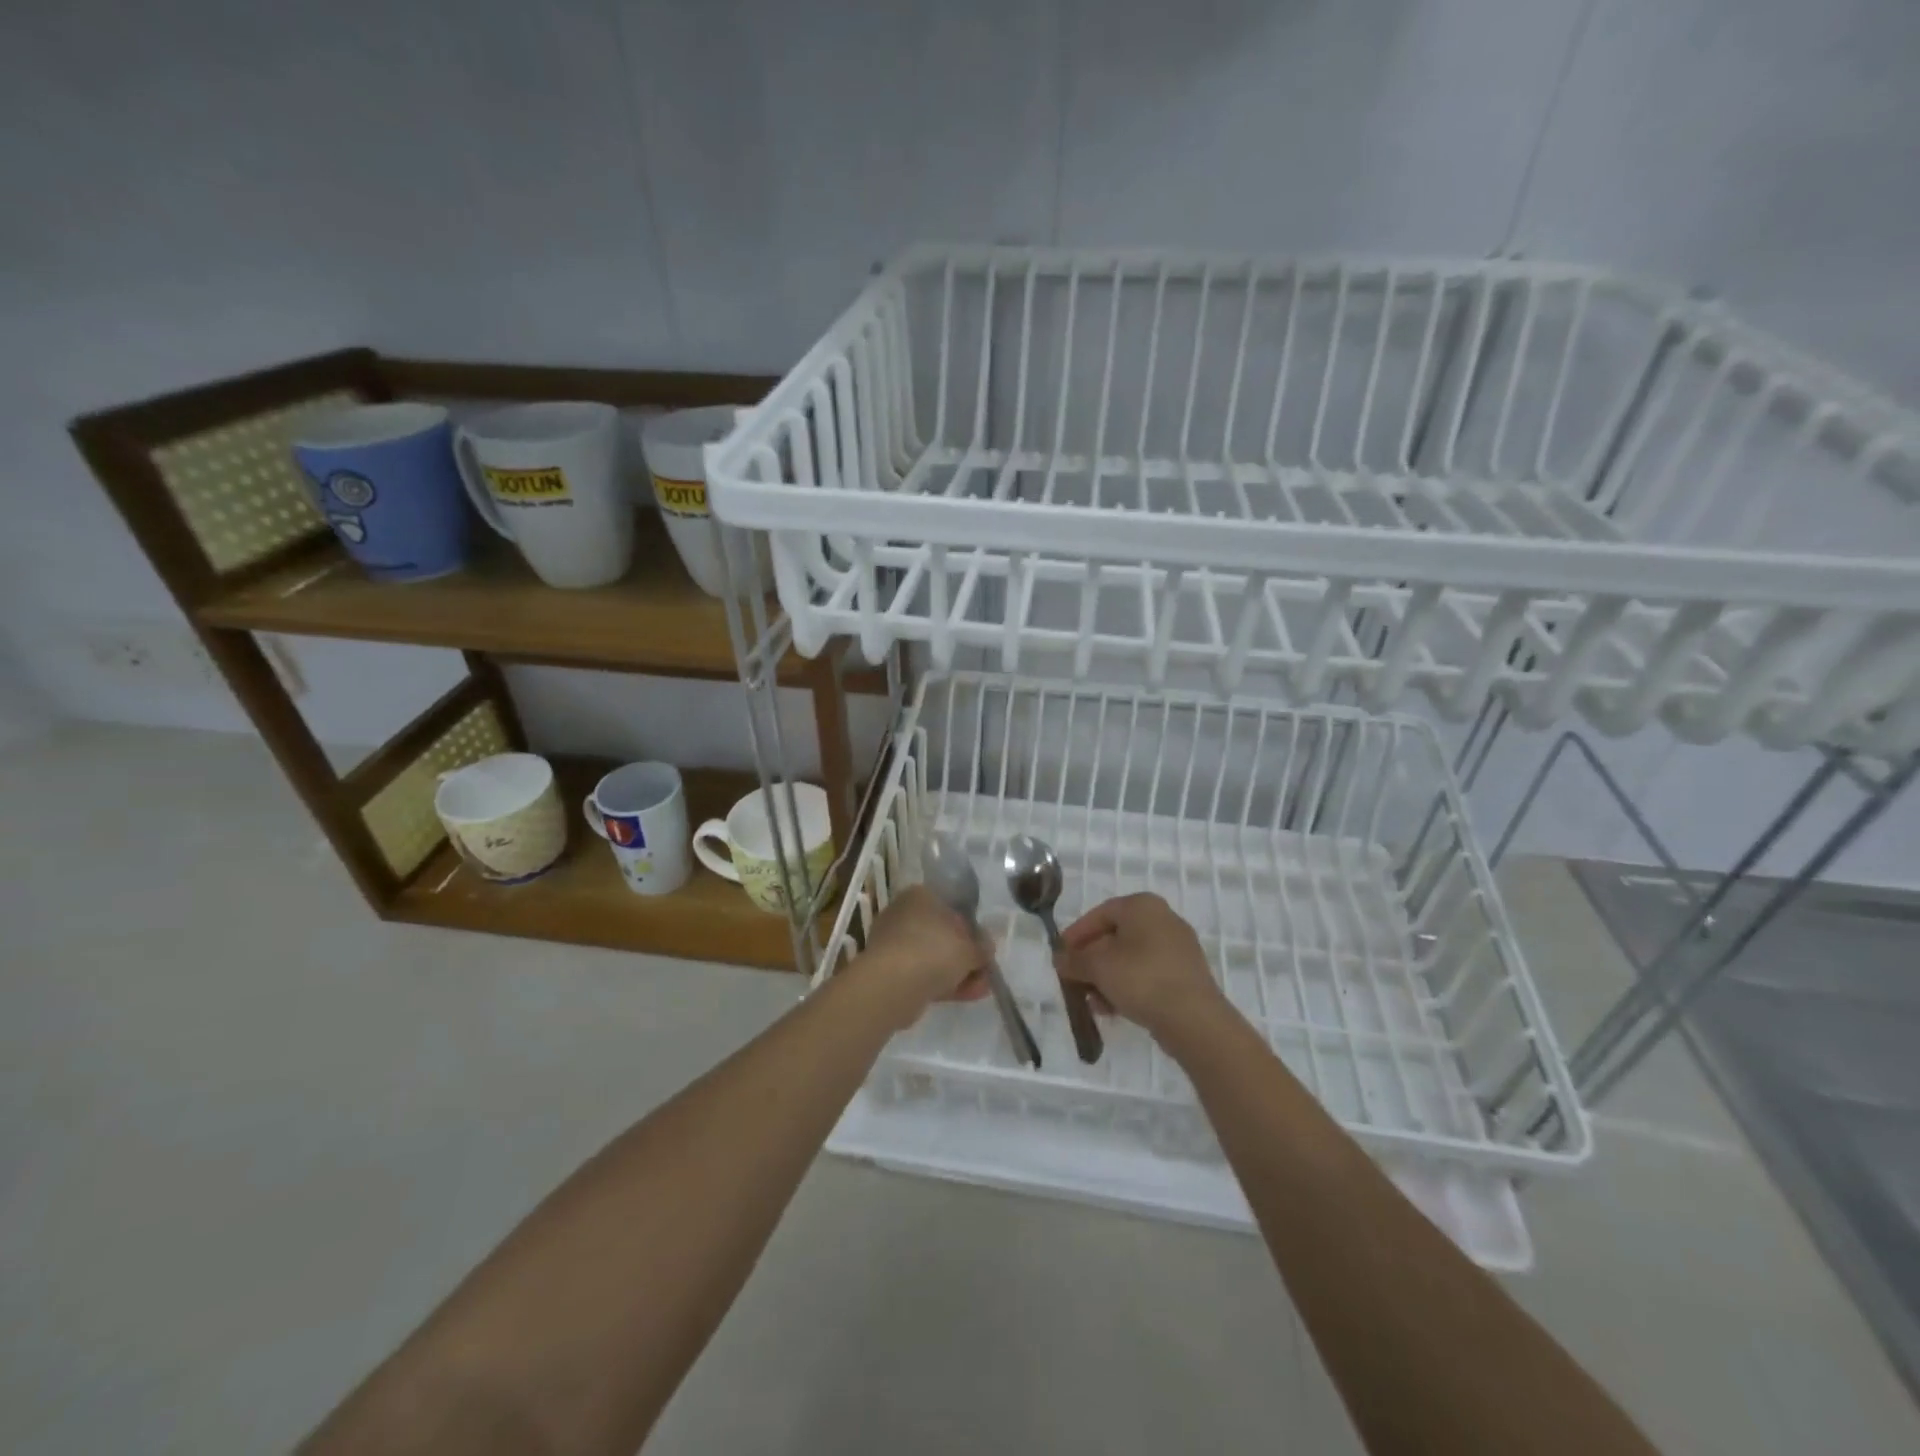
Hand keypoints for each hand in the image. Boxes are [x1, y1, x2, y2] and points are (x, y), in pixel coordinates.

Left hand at [849, 885, 992, 1027]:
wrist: (893, 985)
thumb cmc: (934, 951)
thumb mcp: (970, 948)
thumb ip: (982, 947)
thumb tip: (986, 948)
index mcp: (919, 896)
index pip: (949, 906)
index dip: (970, 927)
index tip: (983, 945)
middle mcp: (903, 914)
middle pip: (941, 934)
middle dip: (965, 954)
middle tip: (984, 969)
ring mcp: (894, 944)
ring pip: (933, 956)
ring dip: (958, 972)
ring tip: (981, 988)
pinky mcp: (890, 971)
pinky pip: (923, 974)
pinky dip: (944, 983)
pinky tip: (967, 996)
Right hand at [1055, 892, 1233, 1046]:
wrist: (1193, 1019)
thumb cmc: (1141, 978)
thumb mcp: (1097, 966)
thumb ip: (1074, 960)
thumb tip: (1060, 959)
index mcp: (1142, 906)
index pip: (1099, 914)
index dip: (1076, 935)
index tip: (1060, 956)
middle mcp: (1163, 919)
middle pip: (1115, 936)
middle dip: (1091, 960)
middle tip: (1074, 980)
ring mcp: (1178, 948)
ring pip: (1130, 958)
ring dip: (1106, 978)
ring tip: (1092, 1001)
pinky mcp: (1185, 975)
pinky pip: (1148, 974)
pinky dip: (1128, 987)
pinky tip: (1113, 1009)